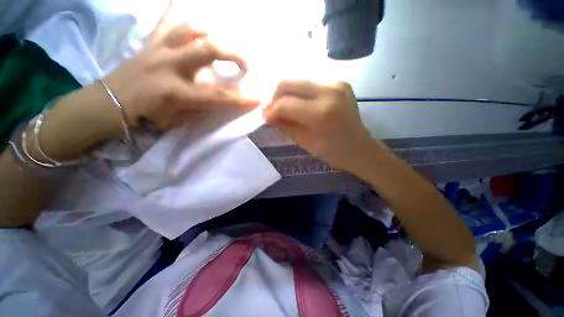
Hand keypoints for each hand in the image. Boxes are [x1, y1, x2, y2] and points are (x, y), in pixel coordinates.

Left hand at [103, 7, 258, 131]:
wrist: (110, 104)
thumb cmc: (146, 117)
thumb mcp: (177, 120)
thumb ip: (200, 108)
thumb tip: (217, 99)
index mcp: (176, 92)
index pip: (217, 96)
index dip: (240, 98)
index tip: (257, 98)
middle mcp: (169, 65)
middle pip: (209, 50)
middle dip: (233, 54)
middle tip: (246, 63)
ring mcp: (158, 49)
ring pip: (190, 29)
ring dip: (211, 33)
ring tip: (221, 40)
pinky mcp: (150, 42)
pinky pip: (166, 21)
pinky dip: (177, 10)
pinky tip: (185, 4)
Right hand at [263, 80, 377, 172]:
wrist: (359, 148)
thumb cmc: (333, 152)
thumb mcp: (304, 142)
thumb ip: (284, 126)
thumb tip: (268, 115)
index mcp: (321, 113)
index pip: (285, 104)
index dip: (271, 110)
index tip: (265, 117)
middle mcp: (329, 90)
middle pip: (289, 82)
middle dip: (274, 96)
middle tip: (271, 109)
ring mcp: (336, 82)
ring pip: (298, 79)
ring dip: (285, 93)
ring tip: (282, 107)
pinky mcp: (339, 81)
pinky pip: (310, 83)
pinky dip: (298, 92)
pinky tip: (297, 103)